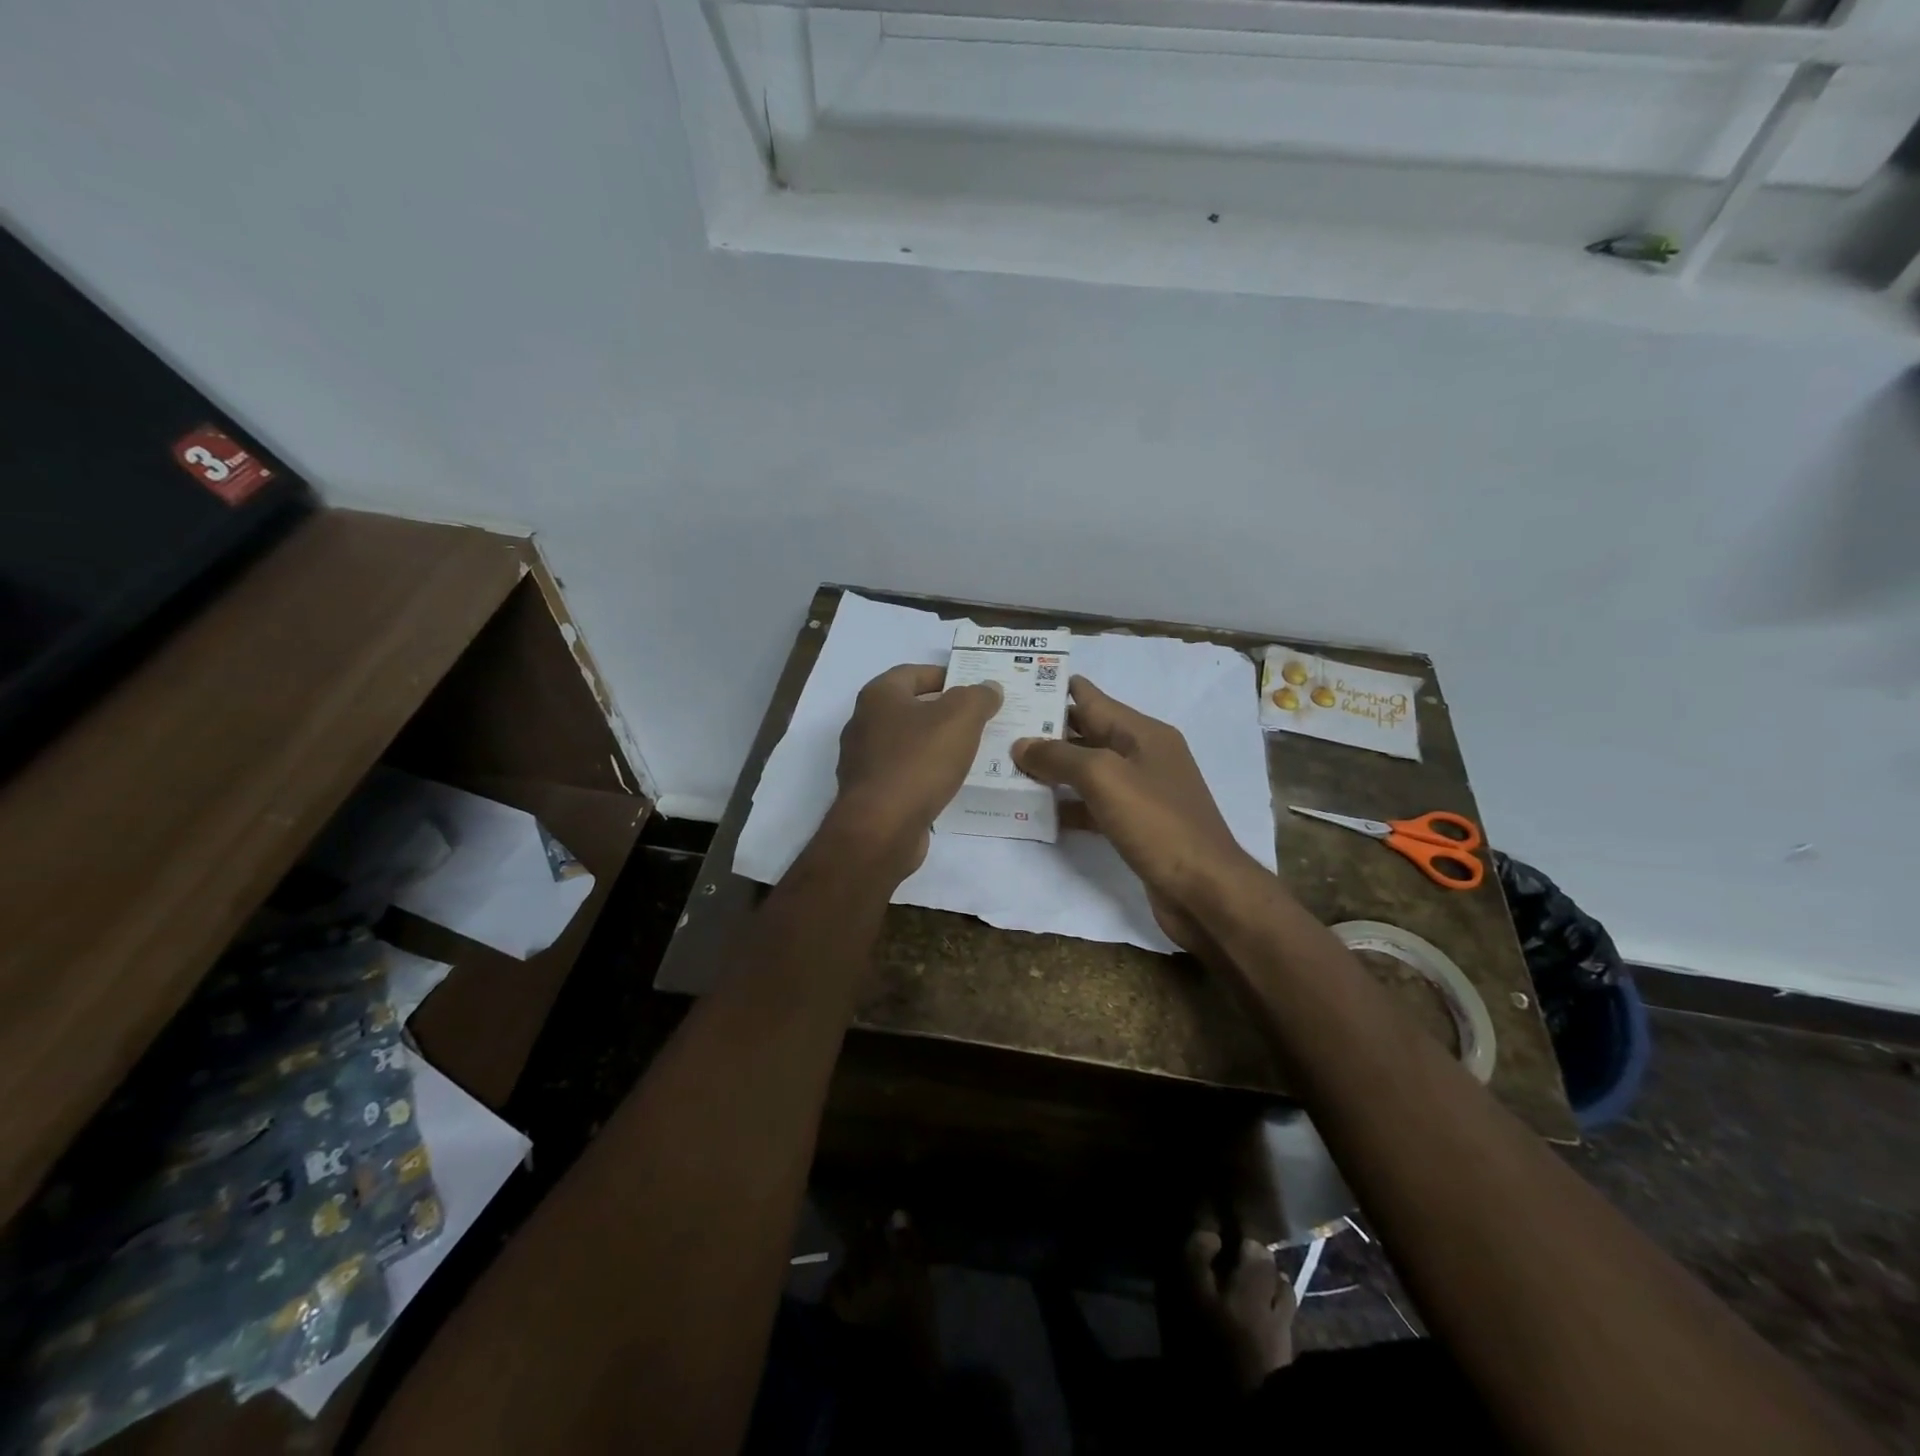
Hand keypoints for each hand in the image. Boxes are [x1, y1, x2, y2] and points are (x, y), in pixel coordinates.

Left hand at [831, 664, 1001, 876]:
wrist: (881, 828)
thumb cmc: (918, 762)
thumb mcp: (960, 718)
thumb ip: (978, 697)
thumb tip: (989, 687)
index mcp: (878, 696)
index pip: (913, 672)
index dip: (945, 675)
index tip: (974, 687)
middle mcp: (863, 723)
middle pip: (910, 708)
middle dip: (943, 712)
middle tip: (979, 720)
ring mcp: (863, 761)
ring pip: (907, 743)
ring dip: (935, 745)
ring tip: (970, 752)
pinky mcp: (869, 794)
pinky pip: (904, 774)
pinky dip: (925, 774)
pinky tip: (949, 783)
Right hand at [1013, 675, 1263, 951]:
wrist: (1204, 890)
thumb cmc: (1157, 823)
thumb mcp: (1104, 777)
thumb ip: (1059, 756)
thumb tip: (1021, 744)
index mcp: (1142, 732)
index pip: (1091, 698)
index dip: (1054, 688)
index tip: (1015, 682)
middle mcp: (1142, 756)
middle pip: (1086, 732)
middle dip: (1045, 729)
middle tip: (998, 726)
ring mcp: (1140, 792)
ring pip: (1086, 770)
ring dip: (1051, 768)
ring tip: (1005, 764)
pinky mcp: (1134, 825)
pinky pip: (1092, 804)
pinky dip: (1066, 804)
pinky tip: (1035, 809)